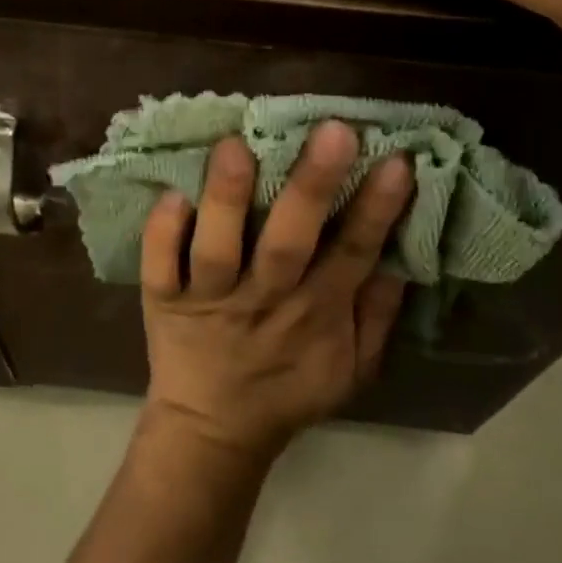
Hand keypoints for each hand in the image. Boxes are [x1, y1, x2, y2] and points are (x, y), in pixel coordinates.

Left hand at [139, 121, 410, 460]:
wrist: (215, 430)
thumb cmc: (289, 389)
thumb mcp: (352, 368)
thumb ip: (376, 314)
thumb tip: (401, 255)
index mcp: (316, 312)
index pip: (352, 254)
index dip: (376, 210)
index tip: (396, 159)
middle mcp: (263, 300)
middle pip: (288, 242)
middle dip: (311, 188)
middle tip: (333, 132)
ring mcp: (210, 301)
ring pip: (218, 250)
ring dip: (227, 201)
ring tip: (235, 147)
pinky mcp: (165, 303)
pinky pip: (160, 268)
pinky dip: (162, 234)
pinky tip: (171, 194)